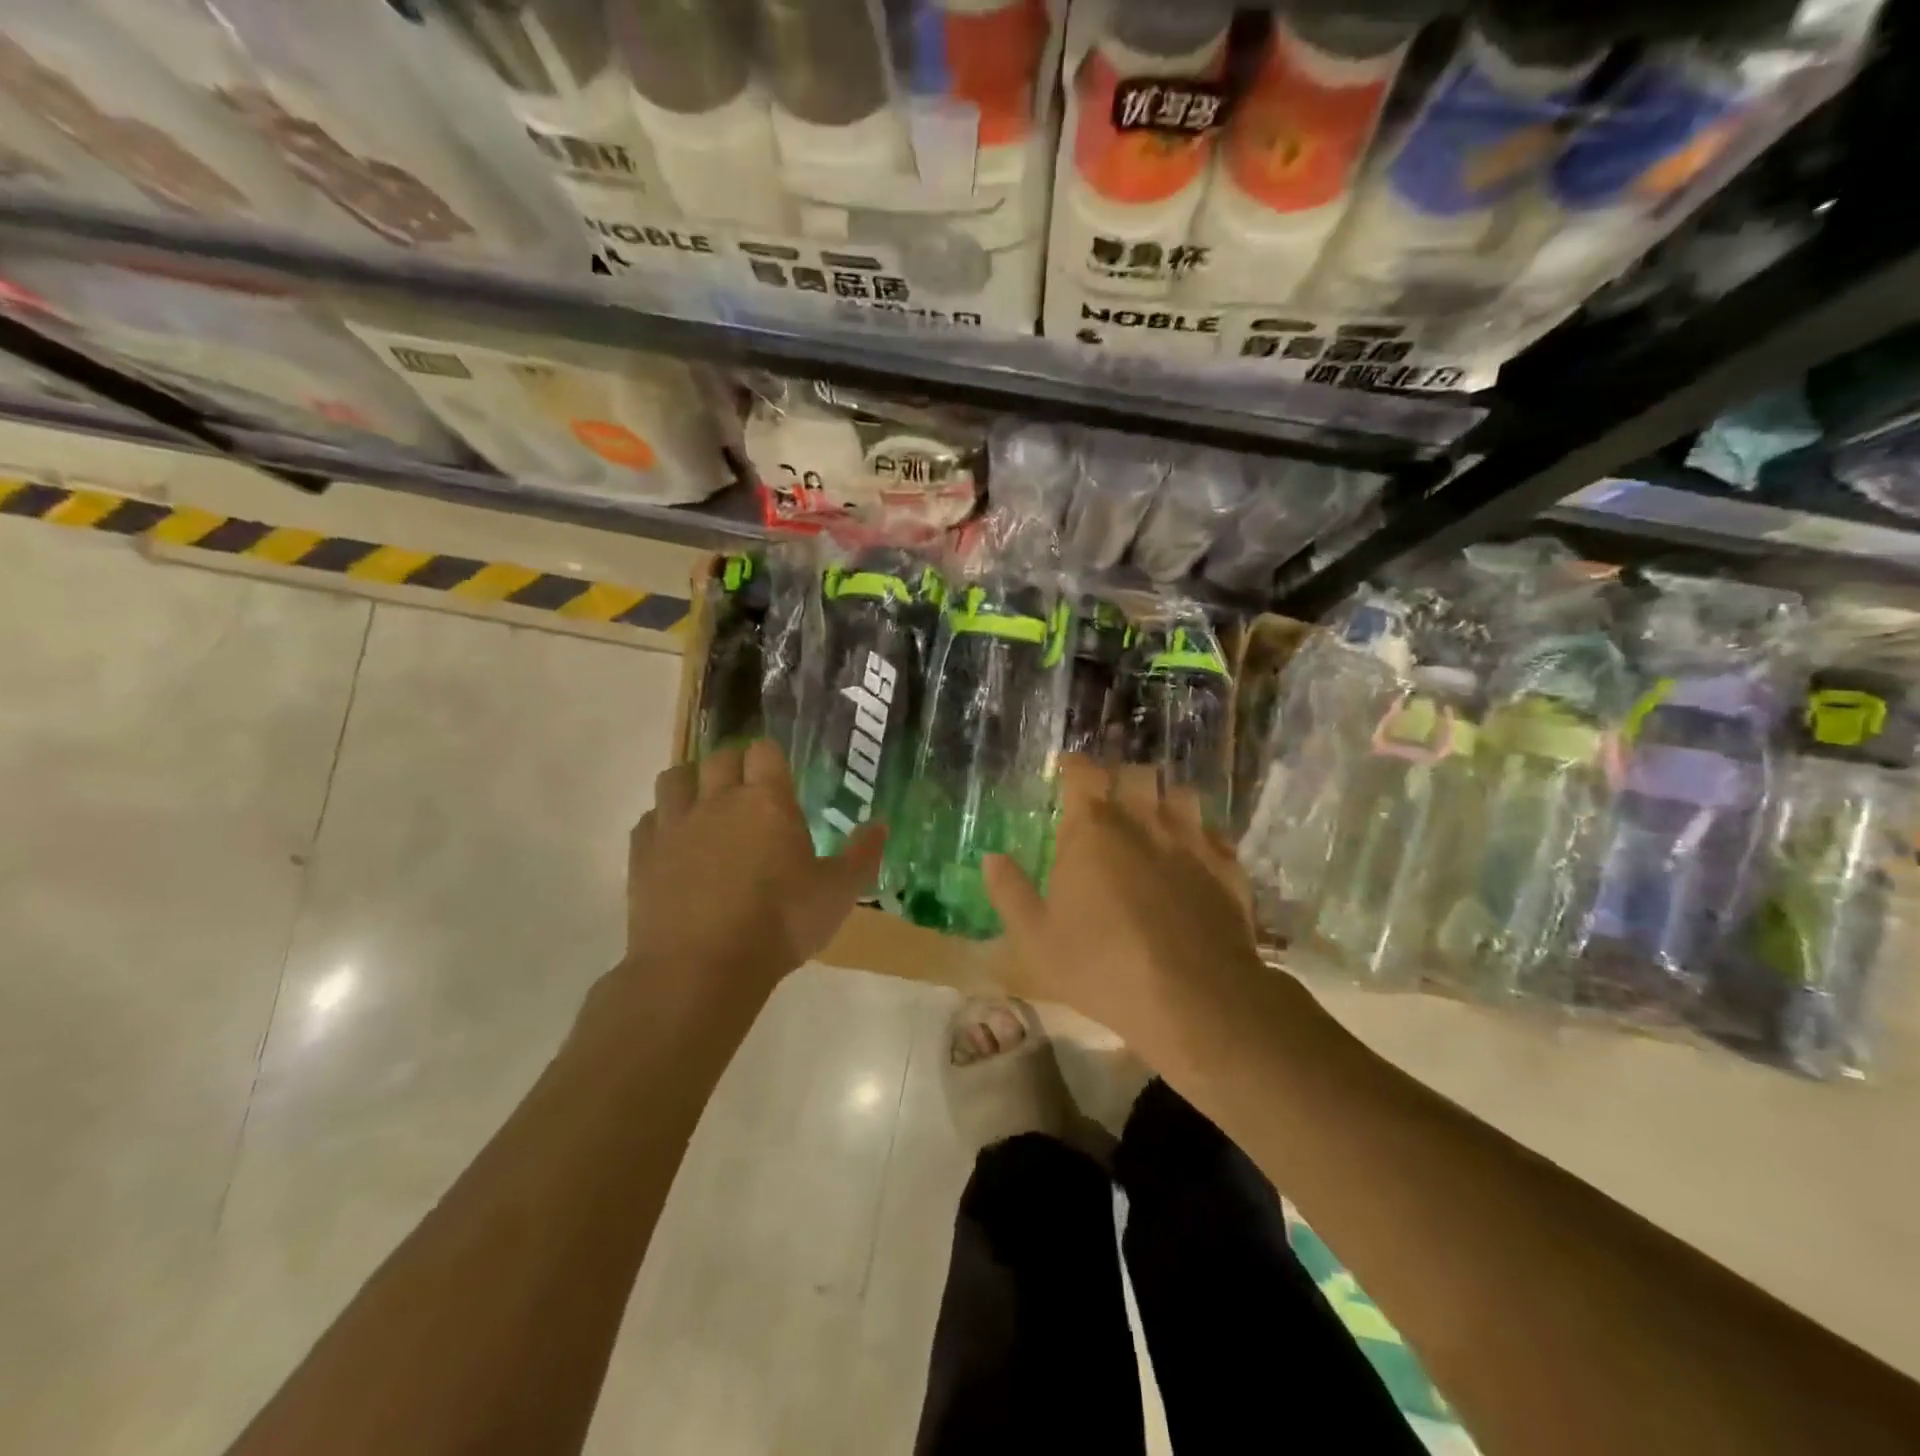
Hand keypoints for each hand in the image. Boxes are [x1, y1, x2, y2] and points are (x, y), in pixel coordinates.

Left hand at [619, 739, 884, 1002]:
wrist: (701, 968)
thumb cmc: (780, 925)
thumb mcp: (837, 894)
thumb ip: (862, 855)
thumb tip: (880, 824)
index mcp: (766, 801)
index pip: (764, 751)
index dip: (771, 757)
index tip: (779, 775)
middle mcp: (717, 800)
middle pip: (719, 757)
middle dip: (734, 765)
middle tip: (747, 791)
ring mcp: (674, 825)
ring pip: (675, 777)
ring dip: (692, 783)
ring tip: (705, 805)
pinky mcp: (642, 854)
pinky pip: (649, 819)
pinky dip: (662, 822)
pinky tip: (675, 844)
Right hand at [984, 755, 1279, 1079]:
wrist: (1196, 998)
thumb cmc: (1103, 966)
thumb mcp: (1037, 939)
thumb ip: (1010, 892)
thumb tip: (991, 858)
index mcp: (1092, 829)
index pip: (1083, 772)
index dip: (1074, 765)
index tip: (1067, 769)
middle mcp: (1143, 819)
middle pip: (1136, 773)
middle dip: (1121, 777)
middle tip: (1110, 797)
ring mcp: (1191, 839)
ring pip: (1180, 793)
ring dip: (1163, 799)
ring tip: (1154, 817)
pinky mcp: (1227, 865)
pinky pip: (1213, 831)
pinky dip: (1200, 834)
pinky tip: (1193, 854)